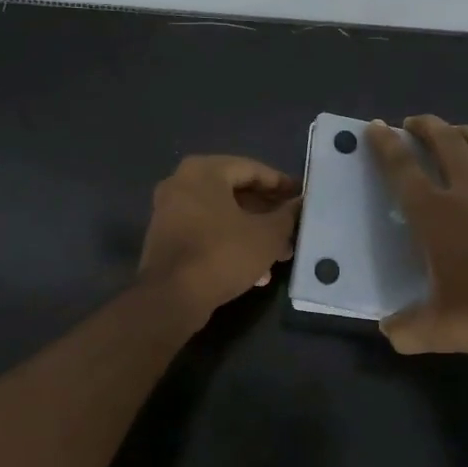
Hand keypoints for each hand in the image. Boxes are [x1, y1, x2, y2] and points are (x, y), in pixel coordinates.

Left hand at [138, 155, 301, 321]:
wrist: (170, 298)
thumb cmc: (222, 254)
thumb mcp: (267, 235)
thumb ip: (287, 215)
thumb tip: (299, 204)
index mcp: (204, 171)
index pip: (252, 169)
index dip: (281, 184)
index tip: (301, 197)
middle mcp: (181, 183)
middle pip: (235, 192)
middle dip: (267, 213)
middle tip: (292, 228)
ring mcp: (170, 211)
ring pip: (222, 216)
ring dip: (252, 232)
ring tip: (280, 255)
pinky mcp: (166, 238)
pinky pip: (206, 232)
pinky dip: (230, 244)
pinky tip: (256, 272)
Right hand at [366, 116, 467, 356]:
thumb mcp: (440, 329)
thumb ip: (407, 329)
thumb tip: (389, 329)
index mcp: (436, 214)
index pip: (403, 168)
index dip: (385, 144)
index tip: (375, 126)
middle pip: (444, 141)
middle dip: (424, 125)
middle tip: (411, 123)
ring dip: (462, 131)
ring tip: (453, 131)